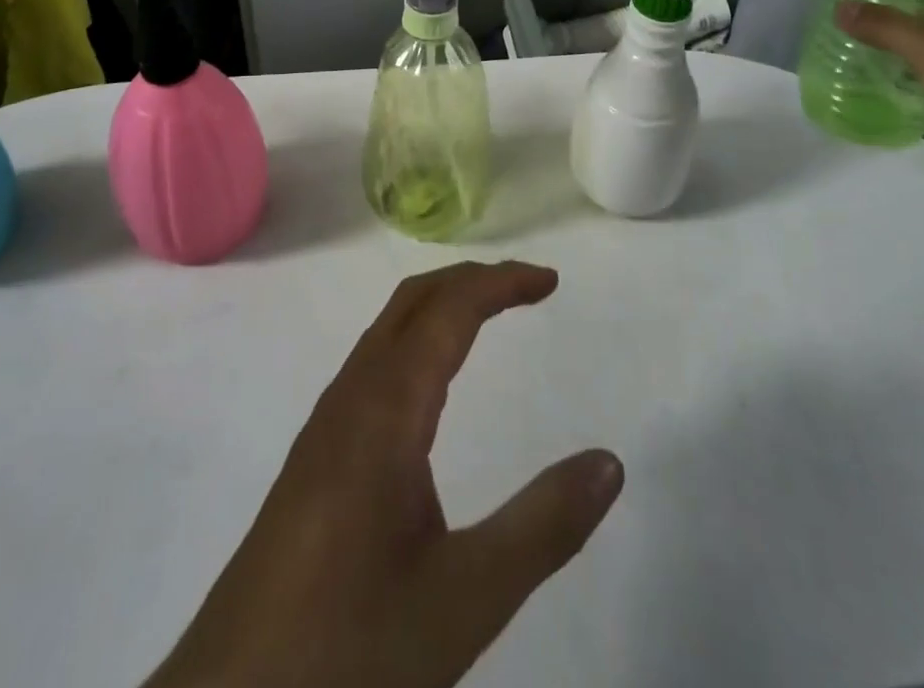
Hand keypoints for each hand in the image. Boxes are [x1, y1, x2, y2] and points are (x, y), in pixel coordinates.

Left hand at [145, 262, 623, 687]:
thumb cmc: (351, 645)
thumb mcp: (465, 598)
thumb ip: (543, 527)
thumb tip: (609, 462)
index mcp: (386, 408)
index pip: (449, 309)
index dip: (500, 282)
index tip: (550, 281)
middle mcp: (351, 396)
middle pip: (412, 302)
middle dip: (471, 279)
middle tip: (527, 288)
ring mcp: (326, 424)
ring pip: (387, 330)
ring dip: (440, 306)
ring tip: (488, 315)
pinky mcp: (314, 455)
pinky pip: (372, 364)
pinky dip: (415, 339)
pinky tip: (429, 386)